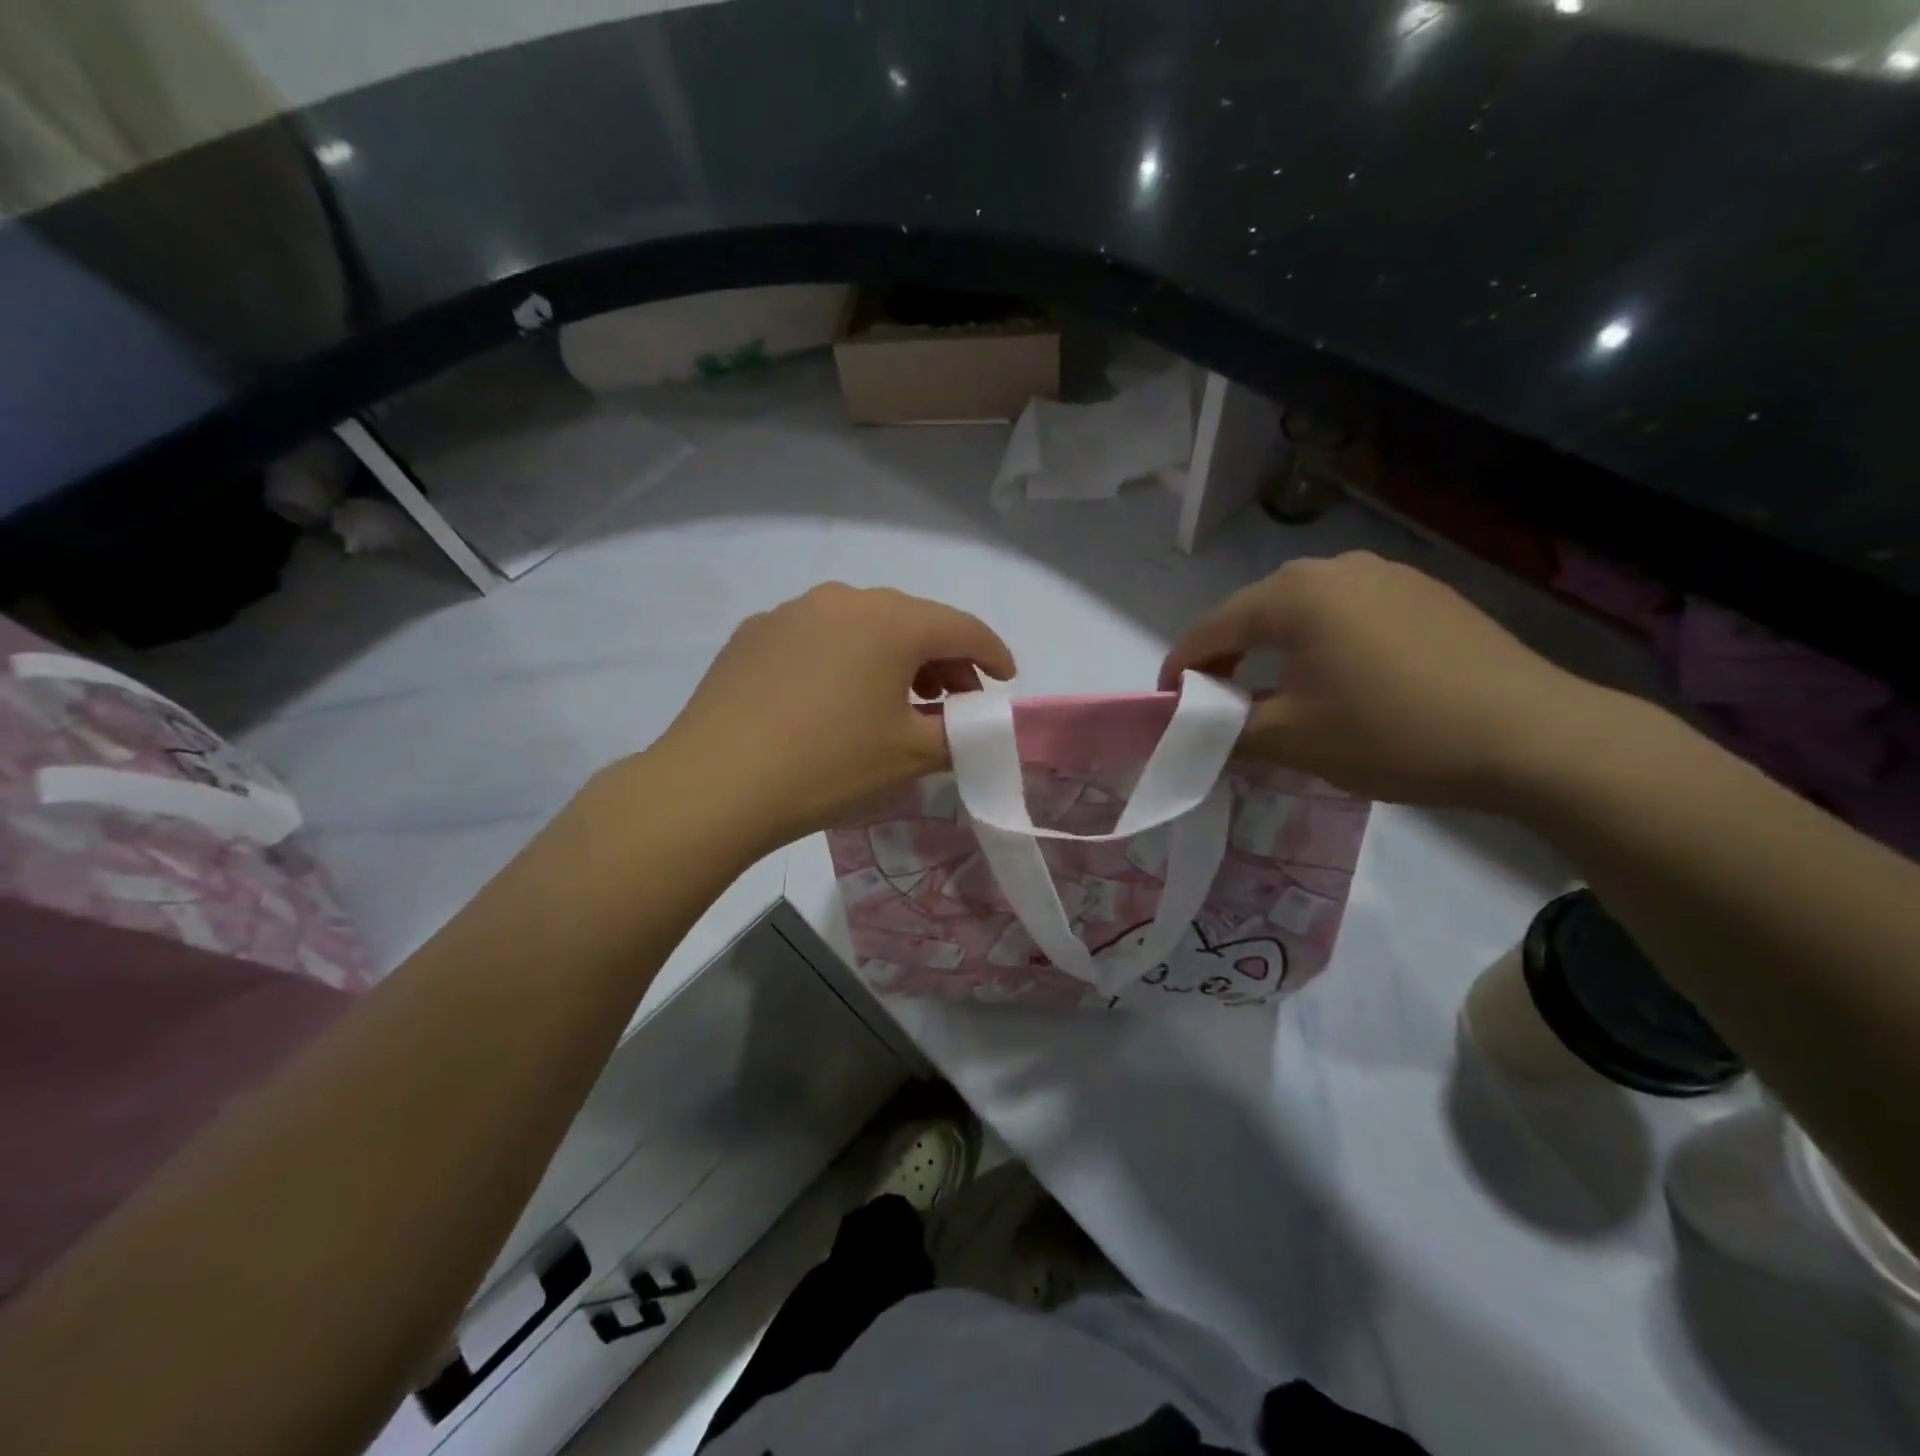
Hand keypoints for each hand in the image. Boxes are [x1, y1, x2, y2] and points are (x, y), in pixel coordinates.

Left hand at [653, 583, 1014, 852]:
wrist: (713, 784)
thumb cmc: (828, 765)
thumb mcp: (910, 756)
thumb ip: (959, 732)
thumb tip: (972, 722)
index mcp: (891, 621)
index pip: (961, 627)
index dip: (992, 654)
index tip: (1005, 681)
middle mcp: (843, 600)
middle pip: (912, 622)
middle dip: (942, 659)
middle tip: (952, 701)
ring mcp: (792, 612)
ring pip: (862, 626)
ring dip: (892, 657)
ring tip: (896, 700)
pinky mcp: (754, 633)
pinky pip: (819, 638)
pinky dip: (844, 659)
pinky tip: (833, 698)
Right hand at [1161, 552, 1612, 808]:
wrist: (1533, 736)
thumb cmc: (1393, 733)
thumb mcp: (1293, 740)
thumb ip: (1226, 730)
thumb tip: (1196, 727)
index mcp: (1294, 594)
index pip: (1211, 628)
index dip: (1181, 668)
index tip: (1167, 705)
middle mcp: (1335, 567)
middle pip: (1255, 612)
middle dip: (1227, 657)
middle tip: (1219, 703)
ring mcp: (1387, 574)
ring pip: (1303, 612)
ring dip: (1275, 649)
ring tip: (1277, 692)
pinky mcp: (1425, 594)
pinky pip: (1349, 614)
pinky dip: (1323, 644)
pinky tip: (1341, 680)